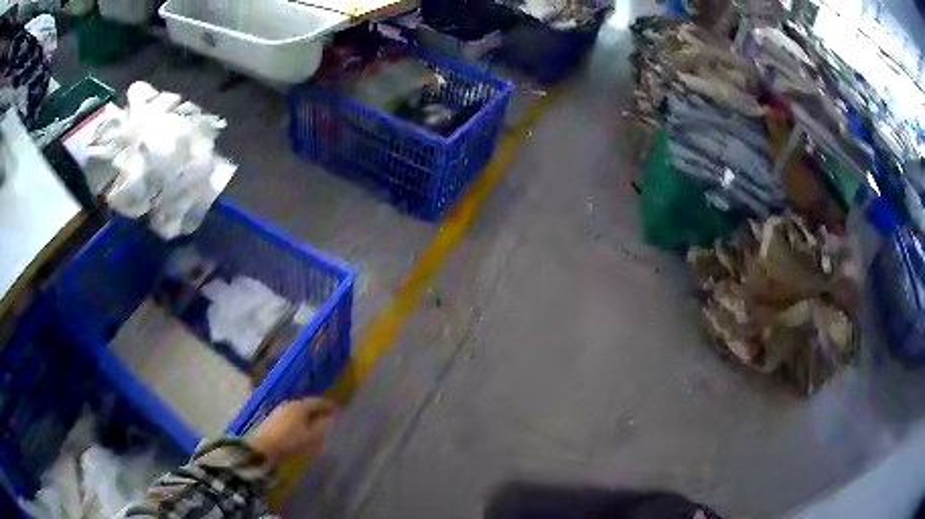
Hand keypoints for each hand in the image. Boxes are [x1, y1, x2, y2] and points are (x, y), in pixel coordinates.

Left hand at [249, 398, 333, 466]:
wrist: (265, 448)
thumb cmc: (292, 441)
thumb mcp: (312, 436)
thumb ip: (323, 426)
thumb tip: (331, 419)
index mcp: (300, 406)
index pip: (318, 401)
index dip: (328, 405)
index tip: (337, 410)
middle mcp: (290, 404)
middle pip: (308, 406)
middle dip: (319, 411)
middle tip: (329, 419)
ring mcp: (281, 411)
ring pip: (299, 412)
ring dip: (309, 417)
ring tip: (317, 427)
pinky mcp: (274, 420)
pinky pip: (292, 418)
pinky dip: (301, 422)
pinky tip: (303, 431)